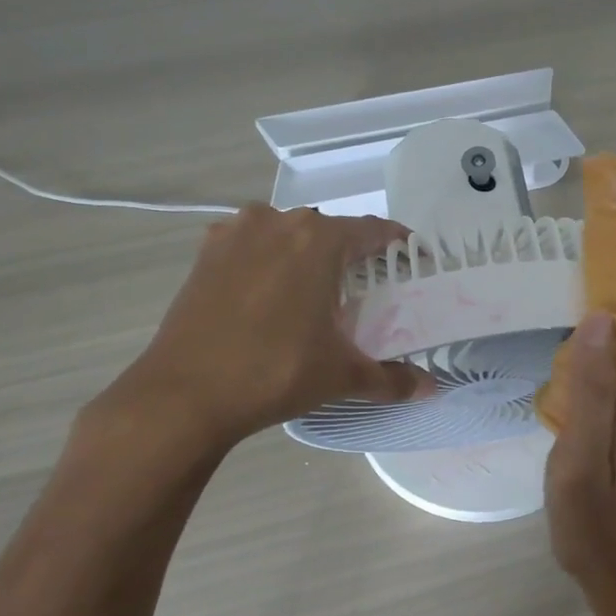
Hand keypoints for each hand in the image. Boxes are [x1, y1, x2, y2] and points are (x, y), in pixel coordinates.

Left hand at [99, 205, 432, 452]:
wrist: (184, 394)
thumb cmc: (276, 372)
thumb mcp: (342, 375)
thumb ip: (392, 378)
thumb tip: (431, 389)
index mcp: (319, 239)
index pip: (372, 230)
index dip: (397, 243)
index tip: (411, 258)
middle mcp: (278, 221)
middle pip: (328, 230)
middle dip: (351, 253)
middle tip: (366, 286)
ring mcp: (235, 233)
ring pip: (286, 234)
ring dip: (305, 254)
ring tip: (315, 291)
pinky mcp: (205, 254)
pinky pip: (251, 246)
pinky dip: (267, 261)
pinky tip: (270, 294)